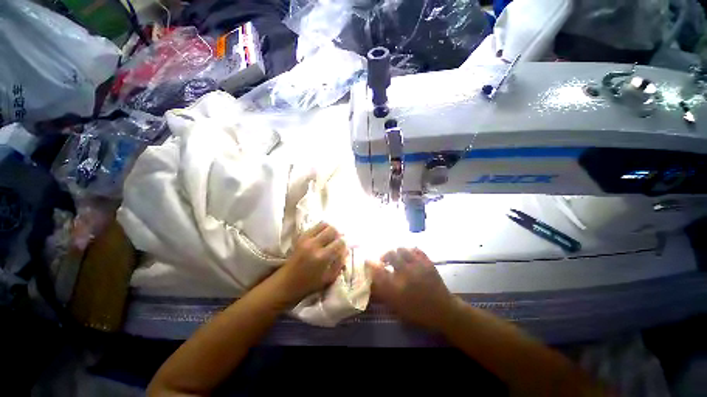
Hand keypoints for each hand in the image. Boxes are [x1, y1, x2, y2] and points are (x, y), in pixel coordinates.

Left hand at [274, 222, 347, 305]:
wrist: (286, 284)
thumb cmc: (309, 285)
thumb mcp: (328, 278)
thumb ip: (339, 263)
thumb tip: (346, 250)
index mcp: (322, 257)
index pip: (339, 242)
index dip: (343, 244)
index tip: (343, 247)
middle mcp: (314, 245)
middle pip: (332, 230)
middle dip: (337, 234)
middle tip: (337, 241)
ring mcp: (306, 239)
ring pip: (323, 224)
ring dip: (329, 229)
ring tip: (330, 237)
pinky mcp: (301, 237)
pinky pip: (315, 226)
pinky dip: (321, 229)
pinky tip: (322, 237)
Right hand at [367, 248, 455, 331]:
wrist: (443, 310)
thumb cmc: (418, 311)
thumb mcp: (398, 307)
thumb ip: (384, 292)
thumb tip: (372, 280)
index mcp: (398, 287)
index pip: (379, 271)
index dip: (371, 264)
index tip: (367, 261)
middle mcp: (407, 273)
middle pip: (390, 255)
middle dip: (384, 256)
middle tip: (384, 260)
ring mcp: (418, 266)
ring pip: (402, 249)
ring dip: (396, 252)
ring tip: (396, 257)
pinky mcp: (427, 262)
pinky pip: (415, 249)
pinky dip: (409, 250)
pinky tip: (408, 256)